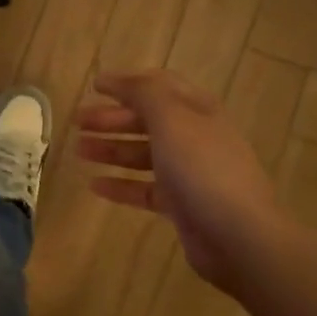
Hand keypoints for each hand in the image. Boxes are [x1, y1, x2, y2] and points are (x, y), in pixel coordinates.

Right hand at [76, 70, 283, 299]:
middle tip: (78, 121)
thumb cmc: (202, 168)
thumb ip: (144, 93)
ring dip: (111, 148)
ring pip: (142, 154)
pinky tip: (94, 186)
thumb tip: (119, 80)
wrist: (238, 235)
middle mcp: (194, 137)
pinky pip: (144, 188)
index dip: (127, 82)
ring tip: (79, 150)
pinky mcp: (182, 204)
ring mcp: (189, 172)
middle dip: (111, 117)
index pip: (159, 86)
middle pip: (147, 120)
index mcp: (197, 110)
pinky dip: (120, 185)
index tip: (93, 86)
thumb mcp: (171, 118)